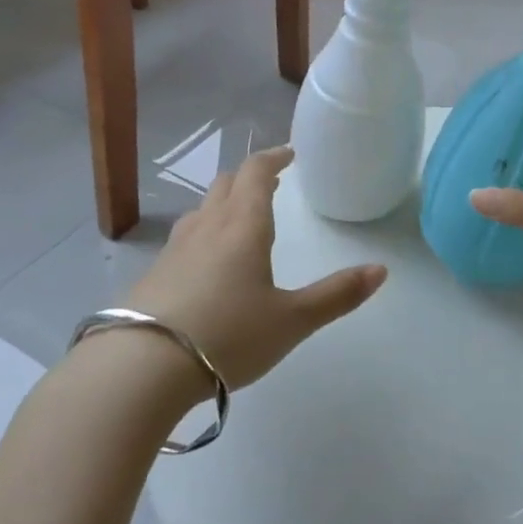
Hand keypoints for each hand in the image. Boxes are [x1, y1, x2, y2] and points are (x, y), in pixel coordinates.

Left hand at [124, 146, 386, 389]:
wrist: (141, 368)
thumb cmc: (228, 335)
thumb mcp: (292, 321)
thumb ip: (337, 295)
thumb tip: (381, 270)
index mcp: (243, 226)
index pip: (256, 173)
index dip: (274, 158)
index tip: (289, 154)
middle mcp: (206, 227)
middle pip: (226, 184)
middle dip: (249, 177)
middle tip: (270, 182)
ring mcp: (174, 250)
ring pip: (201, 210)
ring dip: (223, 203)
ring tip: (239, 217)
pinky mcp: (152, 276)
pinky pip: (183, 239)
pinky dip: (203, 234)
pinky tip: (206, 264)